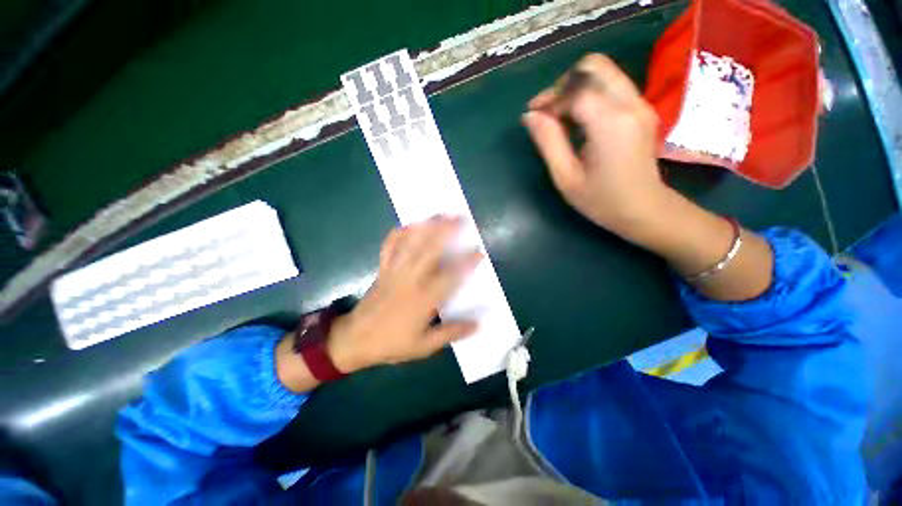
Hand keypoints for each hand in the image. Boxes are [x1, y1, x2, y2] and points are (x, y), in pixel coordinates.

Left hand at [326, 216, 482, 372]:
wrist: (354, 339)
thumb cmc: (392, 343)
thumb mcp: (424, 346)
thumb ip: (451, 333)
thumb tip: (478, 324)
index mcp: (423, 299)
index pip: (450, 276)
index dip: (466, 263)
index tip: (479, 252)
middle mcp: (410, 280)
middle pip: (429, 250)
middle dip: (446, 232)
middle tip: (460, 218)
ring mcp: (394, 271)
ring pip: (411, 244)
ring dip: (426, 227)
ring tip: (439, 214)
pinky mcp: (383, 269)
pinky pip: (390, 247)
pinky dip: (398, 234)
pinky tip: (406, 224)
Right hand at [522, 54, 668, 239]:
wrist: (645, 210)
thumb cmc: (601, 200)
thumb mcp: (566, 177)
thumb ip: (548, 142)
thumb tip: (529, 116)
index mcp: (611, 124)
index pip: (576, 91)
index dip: (550, 99)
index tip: (534, 116)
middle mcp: (631, 104)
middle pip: (595, 66)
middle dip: (564, 83)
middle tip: (548, 109)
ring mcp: (641, 104)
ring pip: (605, 72)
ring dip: (576, 86)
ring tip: (559, 114)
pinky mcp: (642, 109)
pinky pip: (613, 86)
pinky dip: (590, 93)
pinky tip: (578, 118)